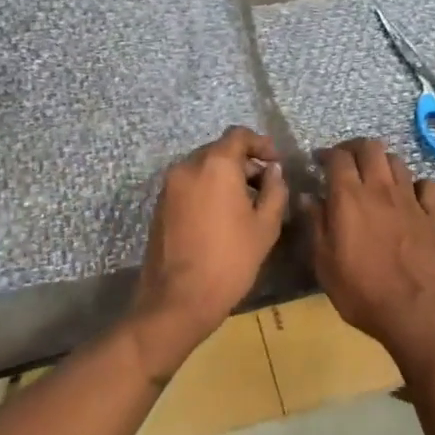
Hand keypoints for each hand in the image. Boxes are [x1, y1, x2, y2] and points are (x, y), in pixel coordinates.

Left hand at [129, 126, 288, 381]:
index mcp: (215, 165)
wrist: (179, 299)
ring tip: (245, 204)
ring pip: (202, 168)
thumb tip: (273, 171)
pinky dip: (207, 189)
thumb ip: (274, 191)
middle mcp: (187, 167)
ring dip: (225, 177)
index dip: (260, 144)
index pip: (238, 136)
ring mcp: (169, 186)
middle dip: (243, 162)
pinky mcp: (160, 205)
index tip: (275, 162)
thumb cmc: (230, 260)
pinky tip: (221, 216)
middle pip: (219, 150)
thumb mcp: (265, 226)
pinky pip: (189, 185)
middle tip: (264, 185)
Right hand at [307, 139, 434, 375]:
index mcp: (349, 197)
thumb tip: (307, 197)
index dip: (326, 154)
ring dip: (382, 163)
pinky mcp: (432, 215)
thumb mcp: (324, 263)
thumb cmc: (360, 291)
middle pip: (371, 147)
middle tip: (345, 163)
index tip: (318, 162)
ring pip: (397, 161)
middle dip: (355, 148)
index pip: (338, 157)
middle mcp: (380, 189)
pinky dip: (416, 185)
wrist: (415, 311)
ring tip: (374, 178)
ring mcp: (410, 200)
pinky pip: (426, 185)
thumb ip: (316, 225)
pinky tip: (409, 197)